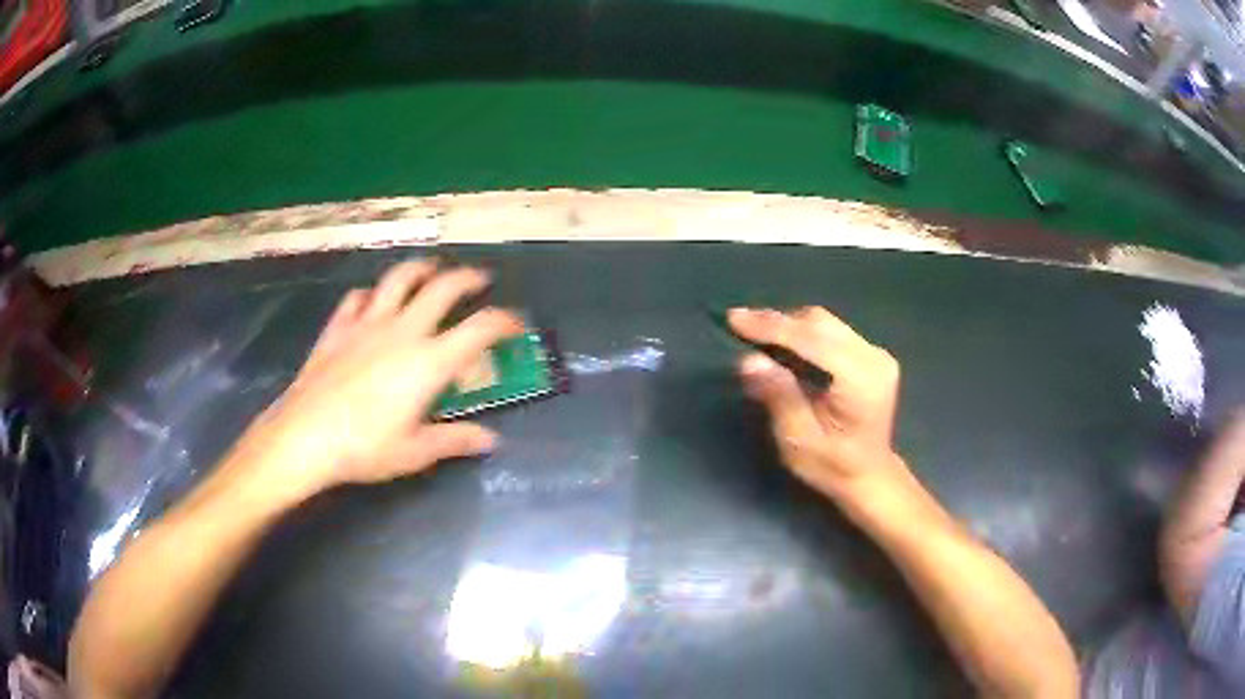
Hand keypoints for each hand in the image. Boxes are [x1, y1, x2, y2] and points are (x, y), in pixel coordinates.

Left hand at [230, 261, 522, 500]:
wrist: (304, 437)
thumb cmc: (364, 448)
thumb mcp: (415, 452)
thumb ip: (455, 440)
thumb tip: (490, 441)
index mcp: (429, 362)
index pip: (480, 329)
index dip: (505, 322)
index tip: (516, 325)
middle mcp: (403, 331)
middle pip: (443, 288)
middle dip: (468, 278)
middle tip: (480, 279)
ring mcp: (367, 324)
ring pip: (399, 279)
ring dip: (421, 269)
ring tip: (432, 269)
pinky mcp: (338, 328)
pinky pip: (358, 298)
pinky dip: (371, 294)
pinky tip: (372, 300)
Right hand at [728, 306, 907, 503]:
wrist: (869, 476)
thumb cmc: (832, 467)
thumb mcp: (799, 441)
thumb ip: (779, 397)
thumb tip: (749, 360)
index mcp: (862, 381)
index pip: (813, 340)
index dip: (772, 327)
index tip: (734, 319)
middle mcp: (874, 358)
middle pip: (820, 323)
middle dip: (778, 322)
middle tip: (739, 325)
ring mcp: (876, 354)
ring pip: (825, 323)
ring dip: (789, 325)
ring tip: (756, 334)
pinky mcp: (871, 354)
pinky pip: (831, 332)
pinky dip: (803, 333)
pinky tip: (782, 345)